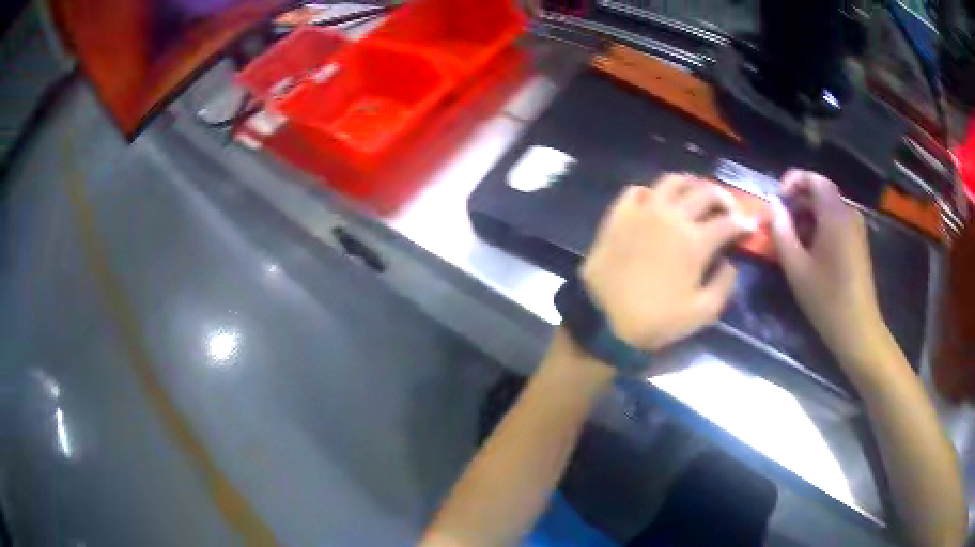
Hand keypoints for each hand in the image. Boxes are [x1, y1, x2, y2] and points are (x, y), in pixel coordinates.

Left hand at [580, 174, 753, 351]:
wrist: (604, 319)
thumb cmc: (656, 320)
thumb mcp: (702, 312)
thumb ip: (724, 284)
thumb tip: (730, 262)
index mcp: (695, 241)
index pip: (728, 223)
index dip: (744, 223)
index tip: (752, 226)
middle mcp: (672, 216)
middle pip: (704, 193)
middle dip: (723, 197)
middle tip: (729, 207)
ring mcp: (642, 210)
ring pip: (672, 181)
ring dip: (691, 184)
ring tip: (697, 194)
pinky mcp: (618, 213)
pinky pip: (637, 190)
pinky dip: (652, 191)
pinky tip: (657, 201)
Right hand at [770, 169, 887, 365]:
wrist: (857, 329)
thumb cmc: (826, 299)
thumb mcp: (796, 267)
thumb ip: (781, 231)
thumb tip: (773, 206)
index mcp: (835, 214)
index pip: (814, 179)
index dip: (793, 181)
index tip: (777, 200)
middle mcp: (848, 214)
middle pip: (821, 193)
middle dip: (798, 202)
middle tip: (780, 225)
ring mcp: (856, 229)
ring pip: (827, 209)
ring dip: (807, 217)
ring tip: (792, 242)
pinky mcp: (858, 244)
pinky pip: (836, 223)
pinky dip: (820, 228)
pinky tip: (810, 253)